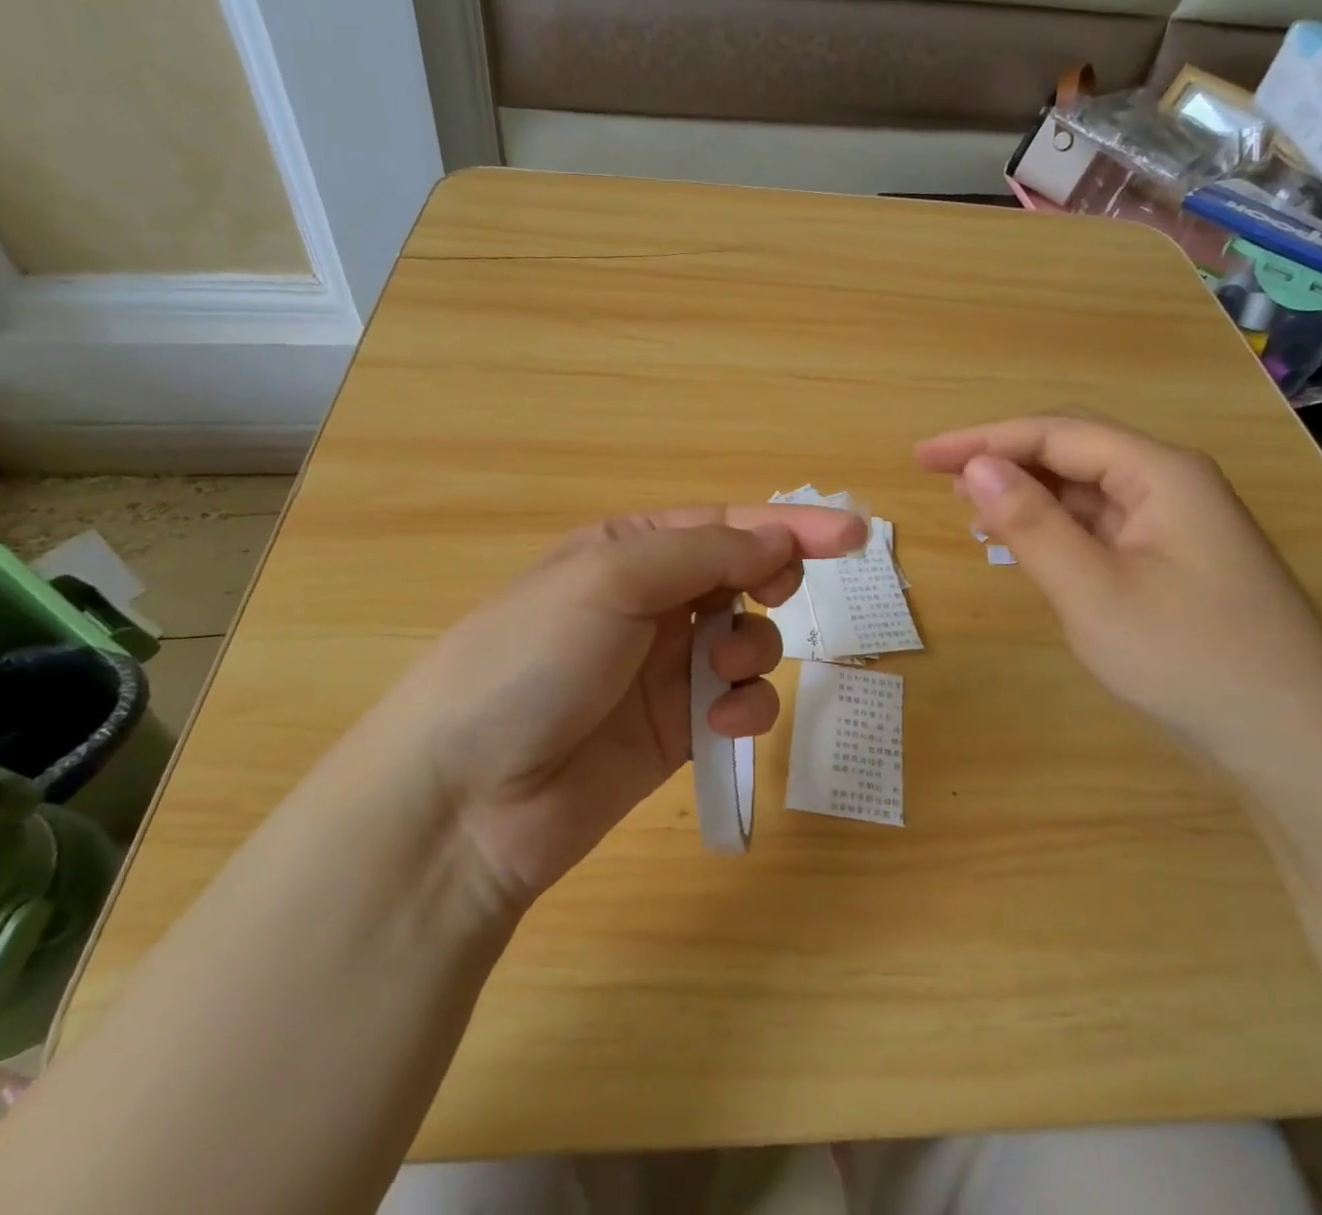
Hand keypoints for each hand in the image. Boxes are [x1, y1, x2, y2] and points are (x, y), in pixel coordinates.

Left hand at [358, 505, 867, 908]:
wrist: (466, 797)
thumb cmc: (531, 659)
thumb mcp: (610, 579)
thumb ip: (703, 553)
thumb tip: (779, 540)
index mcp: (628, 549)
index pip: (725, 525)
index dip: (791, 526)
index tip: (856, 535)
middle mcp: (649, 601)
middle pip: (742, 577)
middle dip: (771, 584)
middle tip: (777, 596)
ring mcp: (663, 667)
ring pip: (747, 639)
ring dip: (754, 649)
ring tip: (725, 671)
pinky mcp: (674, 728)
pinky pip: (737, 702)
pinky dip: (746, 705)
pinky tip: (724, 720)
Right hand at [916, 414, 1321, 771]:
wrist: (1298, 744)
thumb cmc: (1190, 659)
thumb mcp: (1093, 591)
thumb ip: (1030, 523)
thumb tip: (974, 466)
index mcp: (1160, 473)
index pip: (1054, 433)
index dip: (983, 439)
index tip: (923, 456)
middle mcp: (1171, 484)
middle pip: (1072, 451)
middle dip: (1002, 459)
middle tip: (937, 477)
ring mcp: (1175, 524)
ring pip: (1085, 490)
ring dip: (1025, 493)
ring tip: (967, 507)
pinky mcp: (1172, 561)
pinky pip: (1099, 525)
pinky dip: (1053, 528)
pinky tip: (1021, 543)